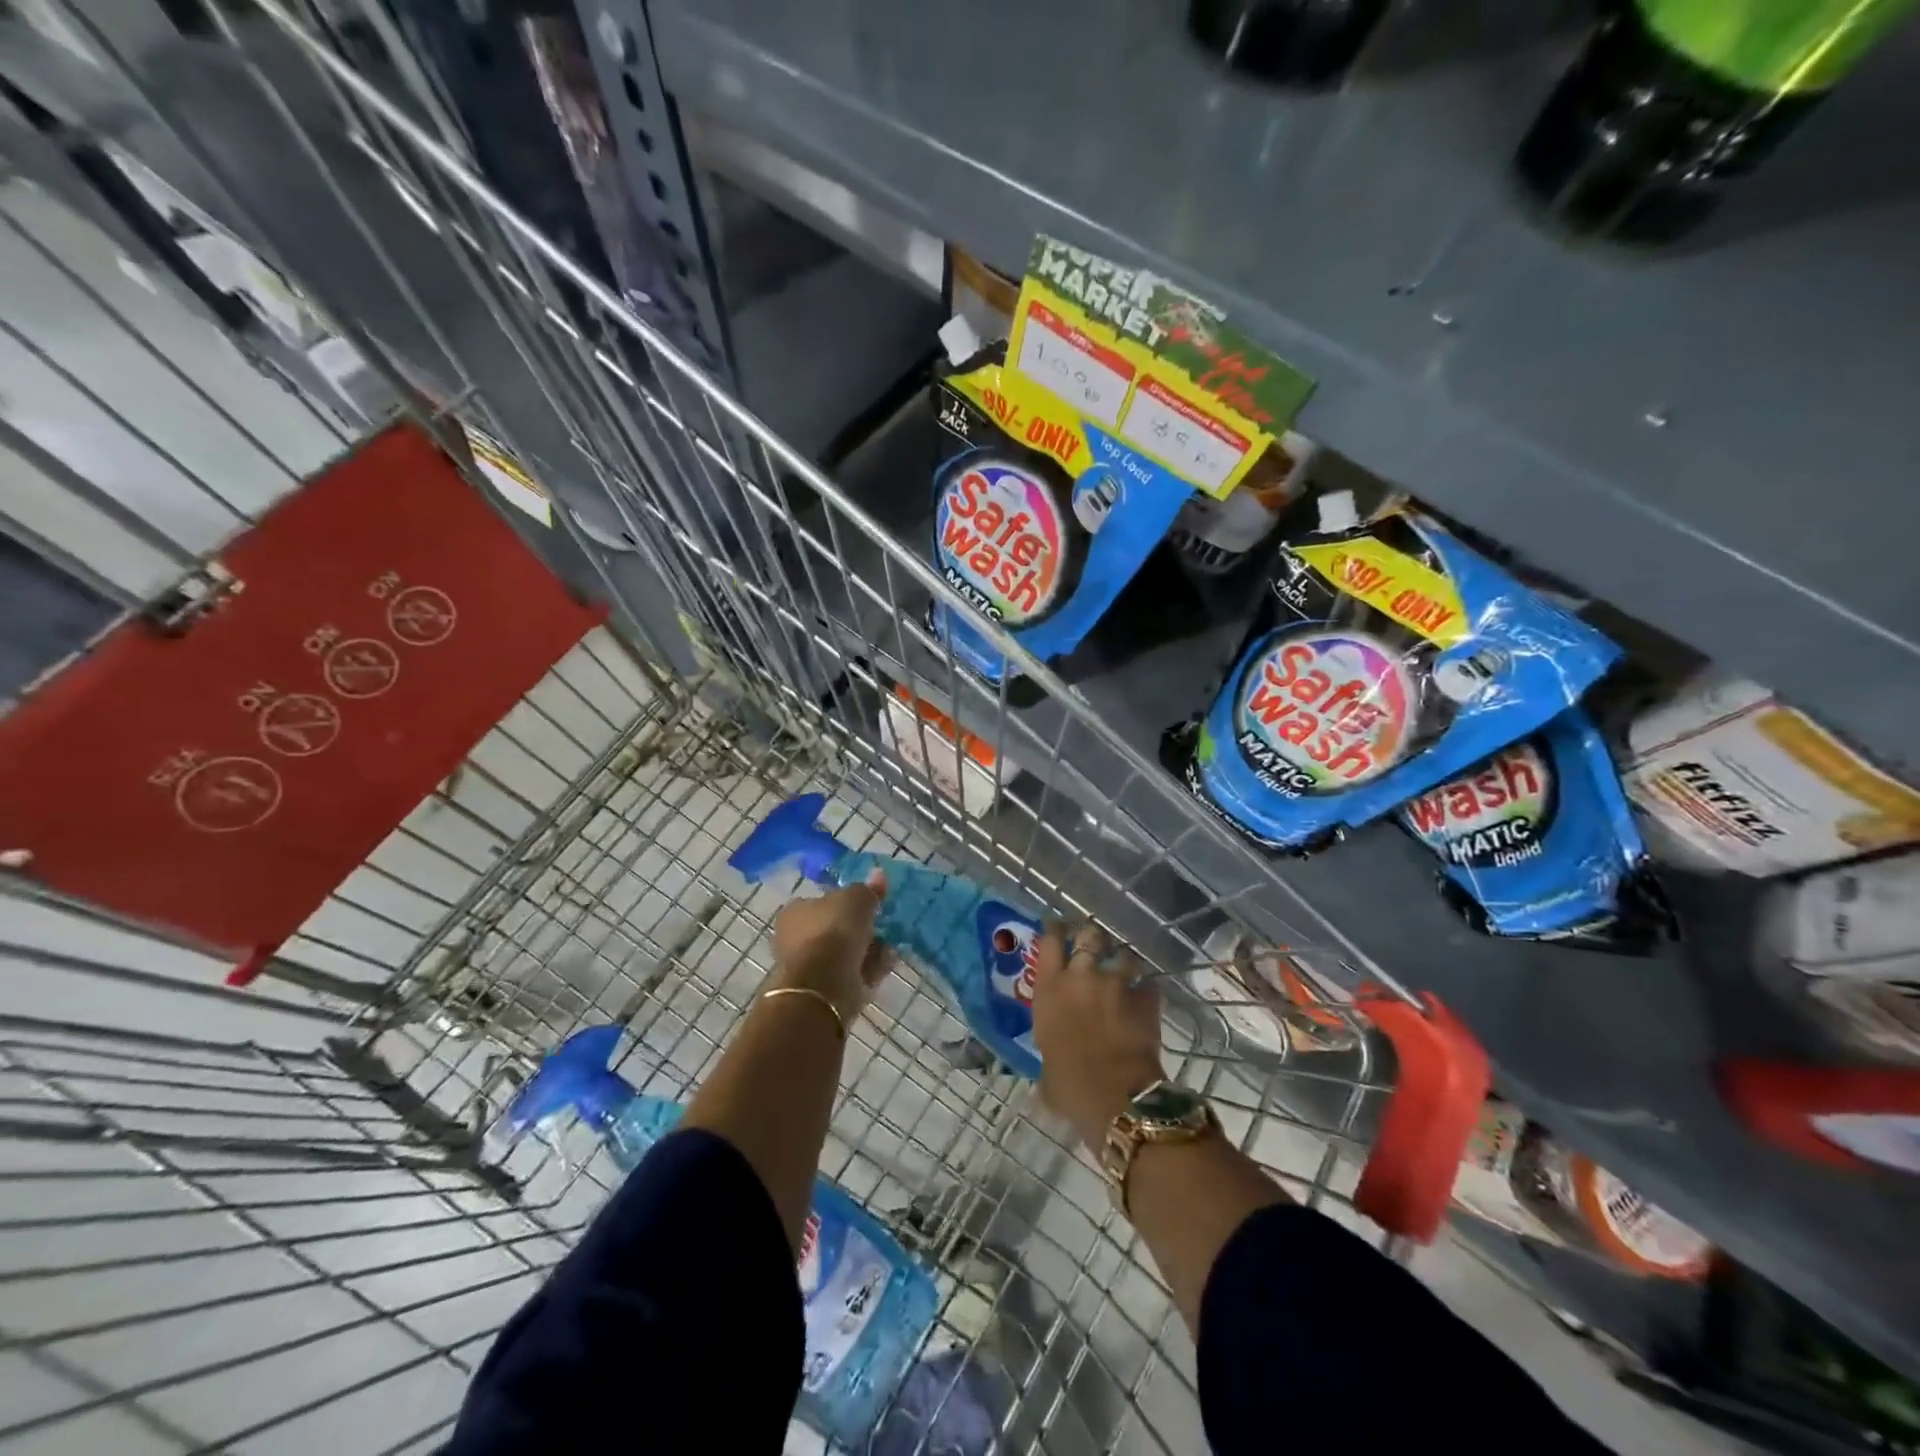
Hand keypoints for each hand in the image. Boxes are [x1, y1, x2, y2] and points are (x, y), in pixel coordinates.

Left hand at [768, 870, 892, 1024]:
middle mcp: (796, 938)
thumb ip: (868, 889)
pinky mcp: (824, 990)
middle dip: (861, 928)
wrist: (825, 984)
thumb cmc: (833, 930)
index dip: (846, 901)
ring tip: (892, 944)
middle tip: (884, 924)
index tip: (869, 903)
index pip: (821, 901)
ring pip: (846, 953)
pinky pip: (853, 973)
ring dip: (869, 948)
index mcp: (794, 912)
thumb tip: (878, 875)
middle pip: (835, 928)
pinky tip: (888, 961)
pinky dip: (870, 968)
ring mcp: (809, 967)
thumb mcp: (856, 898)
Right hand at [1032, 922, 1164, 1148]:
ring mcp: (1116, 985)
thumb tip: (1050, 1074)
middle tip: (1093, 942)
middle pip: (1088, 935)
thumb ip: (1049, 1056)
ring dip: (1123, 959)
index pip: (1049, 941)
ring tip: (1124, 967)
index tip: (1057, 928)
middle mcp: (1081, 976)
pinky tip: (1146, 996)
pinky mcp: (1145, 999)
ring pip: (1123, 954)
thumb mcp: (1046, 1070)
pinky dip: (1147, 988)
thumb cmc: (1070, 1086)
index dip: (1055, 930)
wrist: (1117, 1098)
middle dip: (1092, 936)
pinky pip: (1148, 984)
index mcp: (1050, 989)